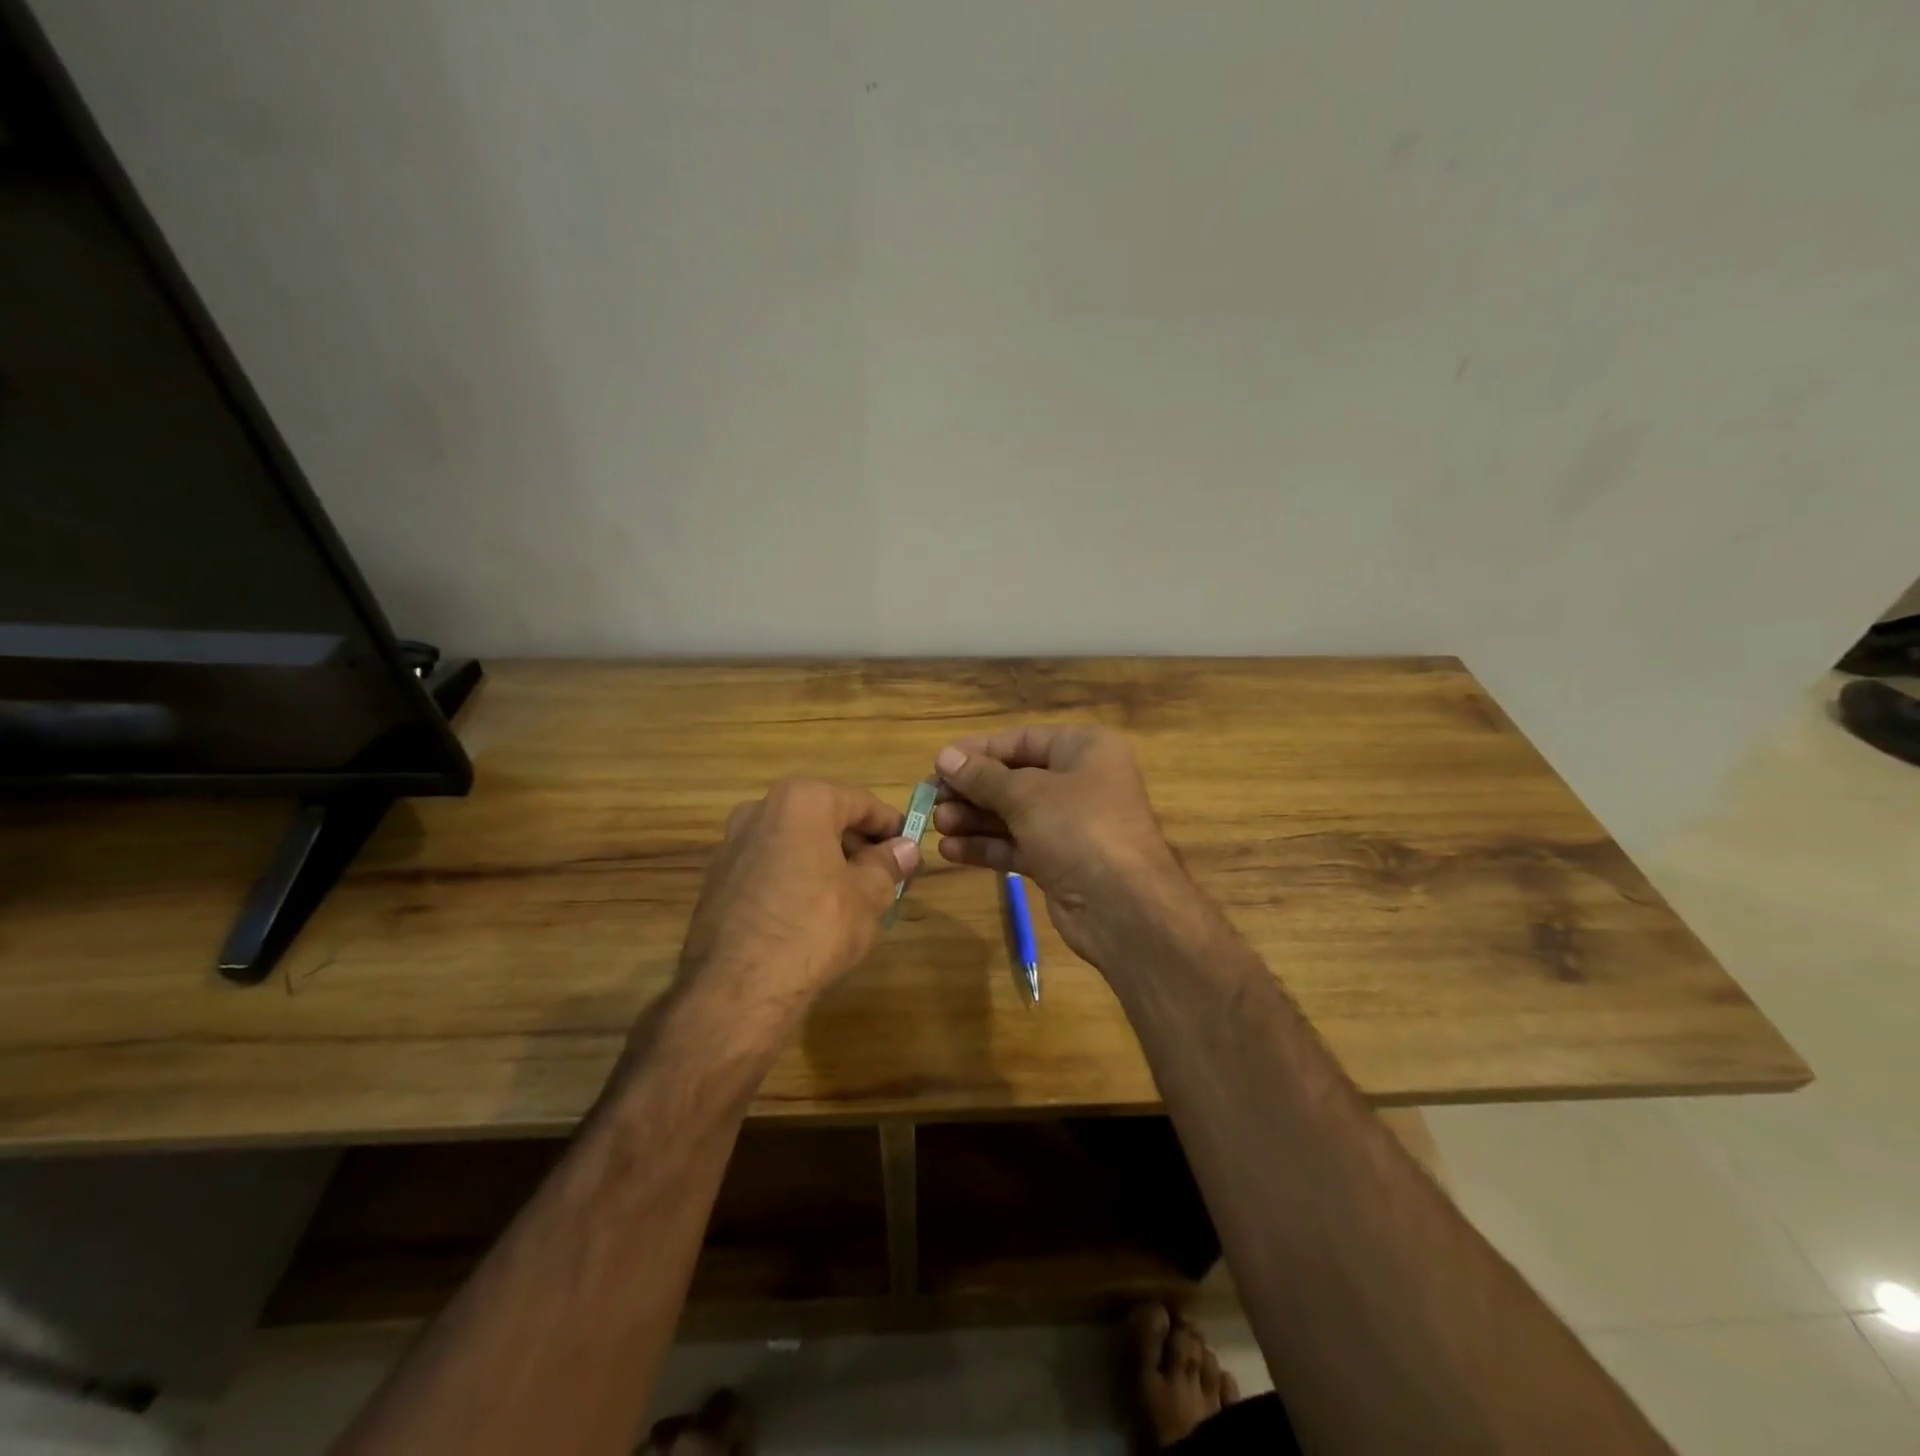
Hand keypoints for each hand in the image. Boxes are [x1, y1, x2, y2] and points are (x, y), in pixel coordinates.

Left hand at [676, 778, 918, 1026]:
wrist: (738, 988)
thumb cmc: (815, 926)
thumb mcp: (868, 895)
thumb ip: (888, 864)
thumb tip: (905, 849)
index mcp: (801, 801)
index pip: (861, 802)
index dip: (891, 826)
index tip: (910, 850)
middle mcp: (761, 810)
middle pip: (825, 818)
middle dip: (857, 845)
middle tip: (886, 877)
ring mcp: (732, 845)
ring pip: (796, 843)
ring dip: (827, 862)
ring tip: (852, 898)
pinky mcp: (717, 880)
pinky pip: (770, 867)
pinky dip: (795, 879)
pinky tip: (811, 915)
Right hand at [931, 726, 1188, 964]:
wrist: (1124, 907)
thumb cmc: (1078, 828)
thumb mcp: (1026, 794)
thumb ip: (983, 776)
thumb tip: (945, 757)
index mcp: (1083, 749)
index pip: (1021, 740)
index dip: (978, 751)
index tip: (938, 763)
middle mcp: (1080, 781)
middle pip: (1014, 778)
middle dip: (972, 790)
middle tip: (930, 799)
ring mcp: (1070, 824)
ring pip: (1012, 814)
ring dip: (973, 819)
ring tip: (936, 824)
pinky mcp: (1060, 861)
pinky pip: (1017, 844)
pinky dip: (986, 846)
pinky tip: (950, 851)